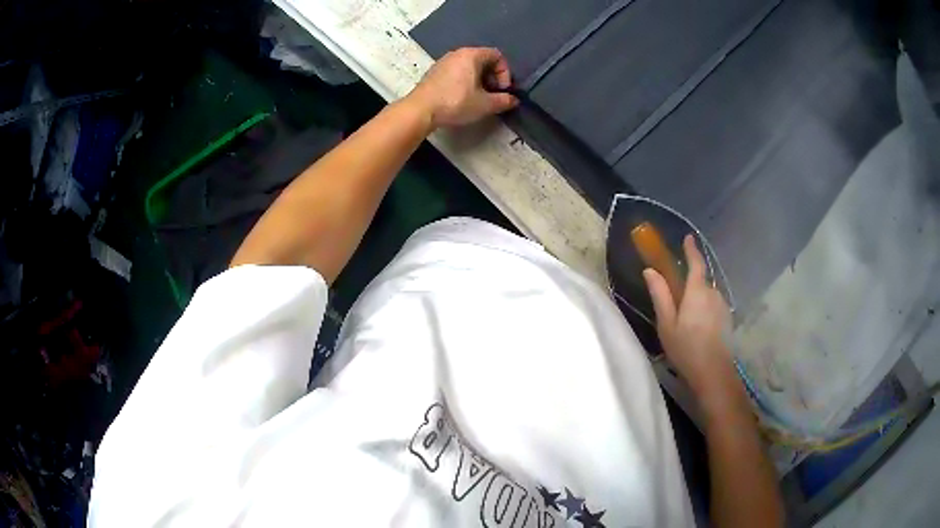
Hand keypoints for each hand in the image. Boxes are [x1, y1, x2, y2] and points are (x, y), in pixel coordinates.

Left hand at [407, 47, 518, 127]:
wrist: (421, 110)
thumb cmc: (455, 102)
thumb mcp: (485, 104)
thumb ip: (503, 101)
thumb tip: (514, 100)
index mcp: (471, 55)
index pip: (497, 55)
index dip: (505, 73)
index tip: (502, 90)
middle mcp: (457, 53)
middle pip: (483, 60)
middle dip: (492, 77)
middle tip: (492, 95)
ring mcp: (443, 61)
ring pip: (469, 67)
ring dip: (479, 80)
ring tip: (478, 98)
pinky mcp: (434, 72)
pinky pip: (457, 72)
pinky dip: (465, 81)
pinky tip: (462, 98)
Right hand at [643, 235, 736, 398]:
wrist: (713, 372)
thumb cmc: (686, 348)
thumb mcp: (667, 324)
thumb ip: (660, 295)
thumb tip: (650, 270)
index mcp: (697, 291)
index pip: (696, 263)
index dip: (691, 249)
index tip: (688, 238)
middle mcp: (713, 293)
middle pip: (701, 281)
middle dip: (690, 284)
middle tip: (676, 301)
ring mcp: (722, 306)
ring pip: (707, 295)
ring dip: (698, 299)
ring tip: (686, 320)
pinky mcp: (727, 318)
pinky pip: (713, 306)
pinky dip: (705, 309)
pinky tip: (698, 328)